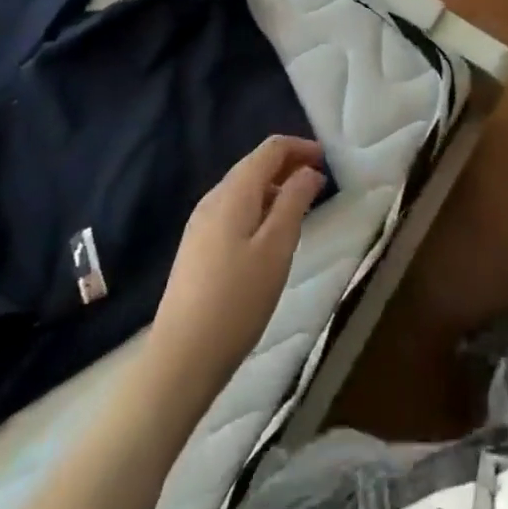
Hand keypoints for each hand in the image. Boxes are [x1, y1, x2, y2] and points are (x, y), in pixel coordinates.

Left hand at [152, 136, 326, 383]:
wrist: (180, 360)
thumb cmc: (237, 301)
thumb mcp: (277, 248)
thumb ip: (295, 201)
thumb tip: (308, 170)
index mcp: (234, 192)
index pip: (271, 149)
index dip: (300, 147)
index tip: (327, 161)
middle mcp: (213, 198)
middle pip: (255, 165)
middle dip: (289, 166)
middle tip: (319, 184)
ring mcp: (200, 224)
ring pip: (244, 189)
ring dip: (275, 188)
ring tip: (301, 209)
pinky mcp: (196, 248)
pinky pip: (233, 211)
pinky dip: (259, 208)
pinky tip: (270, 236)